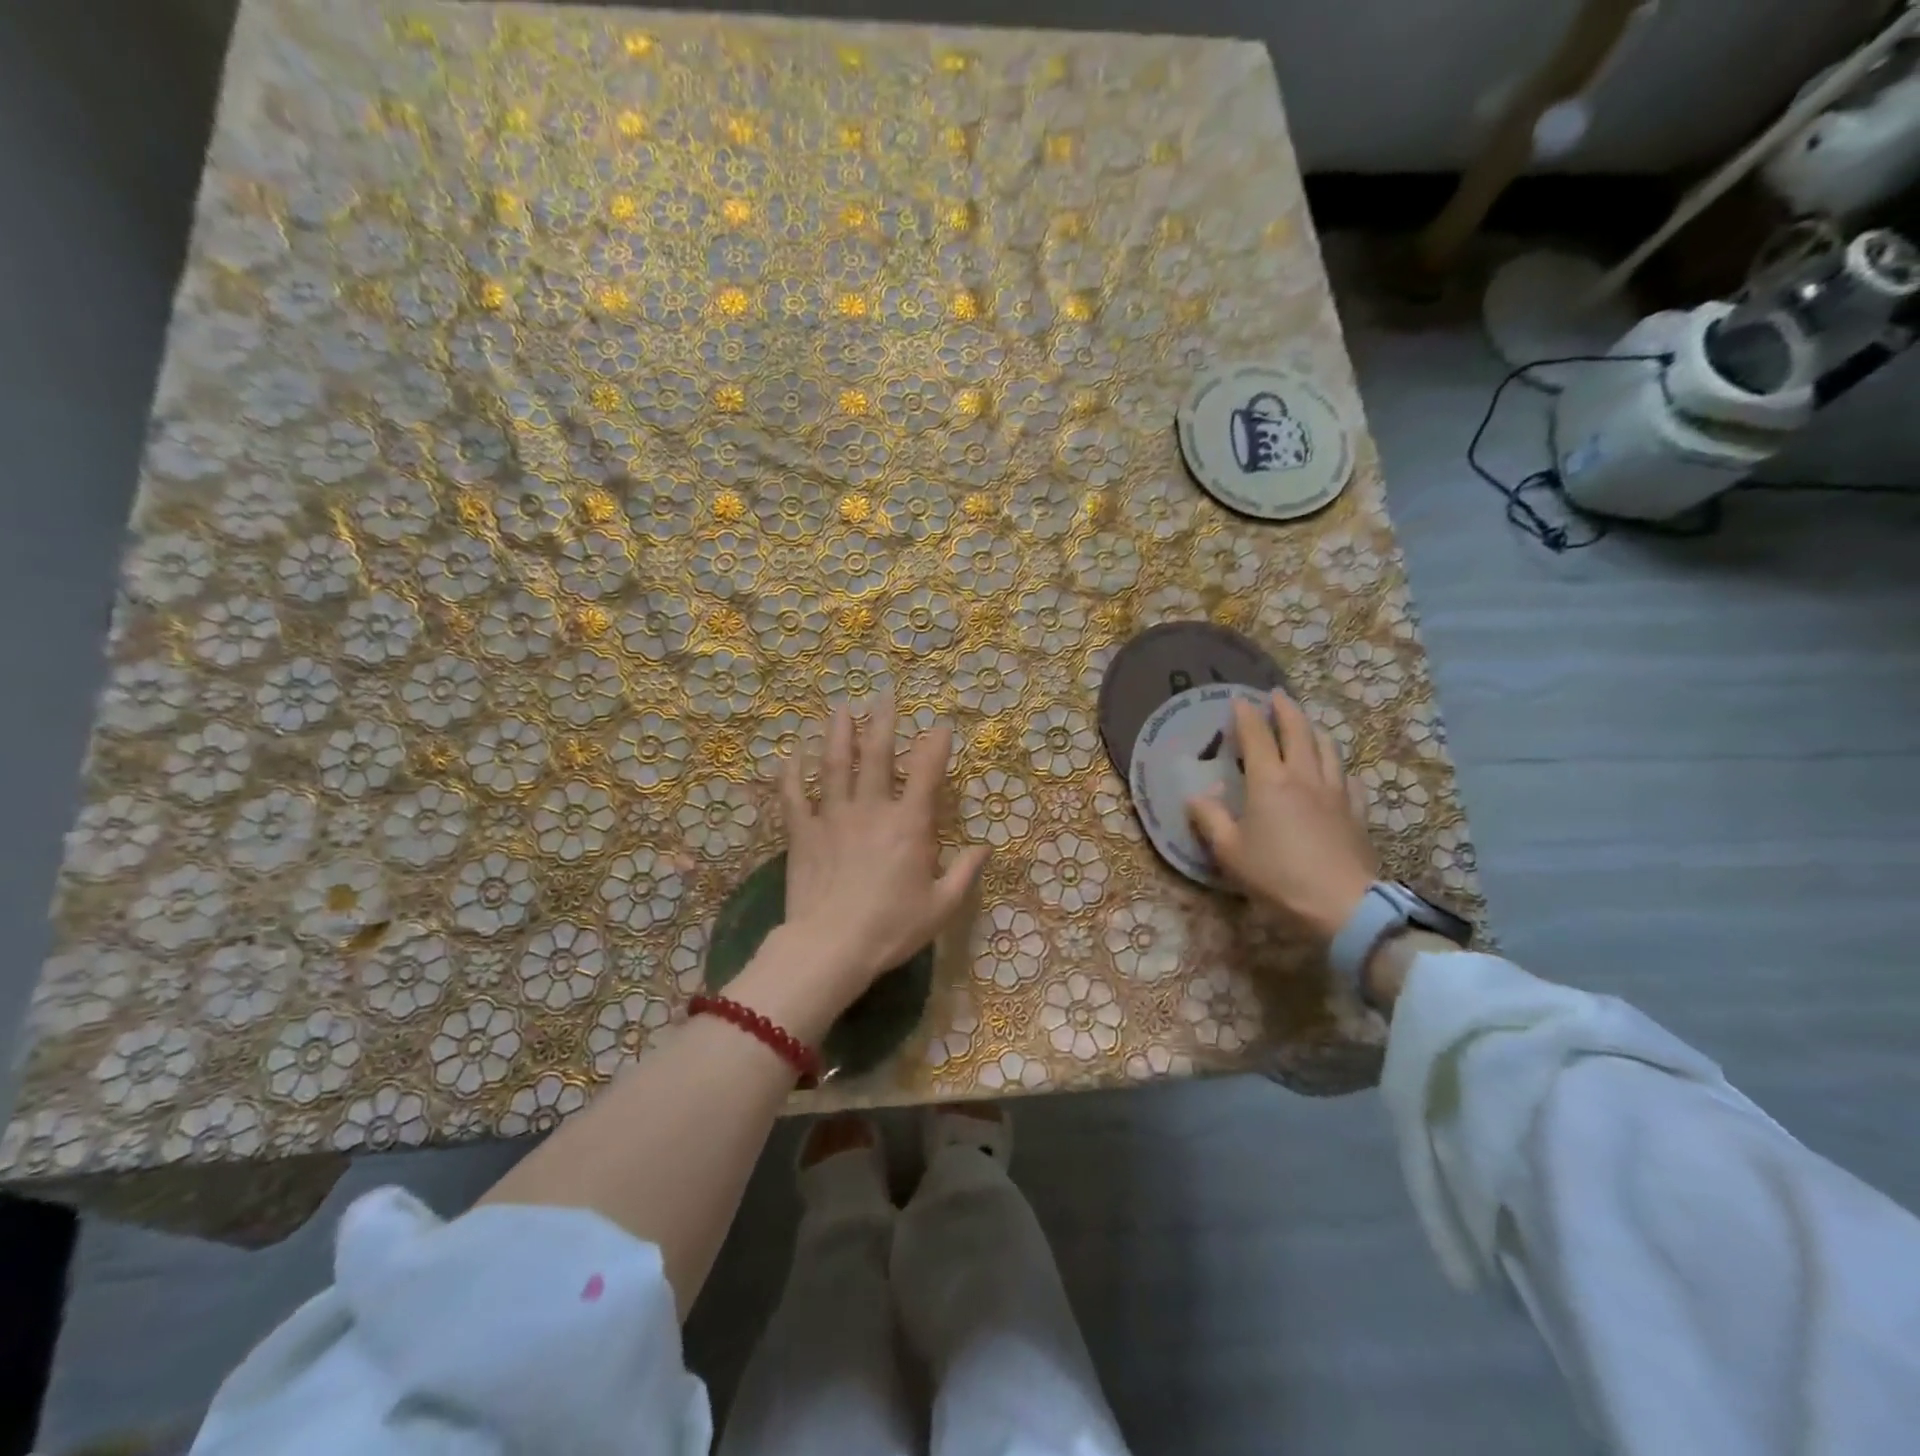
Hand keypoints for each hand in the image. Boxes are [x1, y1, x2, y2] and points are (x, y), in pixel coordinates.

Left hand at [777, 697, 987, 1010]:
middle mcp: (871, 809)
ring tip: (841, 709)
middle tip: (884, 695)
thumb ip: (965, 873)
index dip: (935, 746)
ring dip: (838, 733)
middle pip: (876, 755)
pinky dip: (791, 773)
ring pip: (834, 764)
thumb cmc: (891, 928)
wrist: (830, 948)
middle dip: (883, 722)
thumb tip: (985, 847)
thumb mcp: (941, 906)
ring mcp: (833, 816)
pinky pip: (794, 795)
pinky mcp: (802, 832)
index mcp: (909, 825)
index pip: (926, 773)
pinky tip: (791, 754)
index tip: (940, 726)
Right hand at [1187, 691, 1378, 943]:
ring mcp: (1335, 792)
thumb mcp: (1229, 852)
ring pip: (1328, 748)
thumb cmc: (1277, 876)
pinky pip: (1348, 778)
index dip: (1246, 715)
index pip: (1256, 736)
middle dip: (1285, 709)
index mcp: (1269, 782)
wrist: (1343, 904)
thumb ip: (1210, 819)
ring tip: (1306, 724)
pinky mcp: (1357, 812)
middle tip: (1277, 695)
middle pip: (1298, 731)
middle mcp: (1304, 776)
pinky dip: (1338, 766)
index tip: (1239, 699)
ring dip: (1314, 730)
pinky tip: (1337, 771)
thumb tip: (1197, 796)